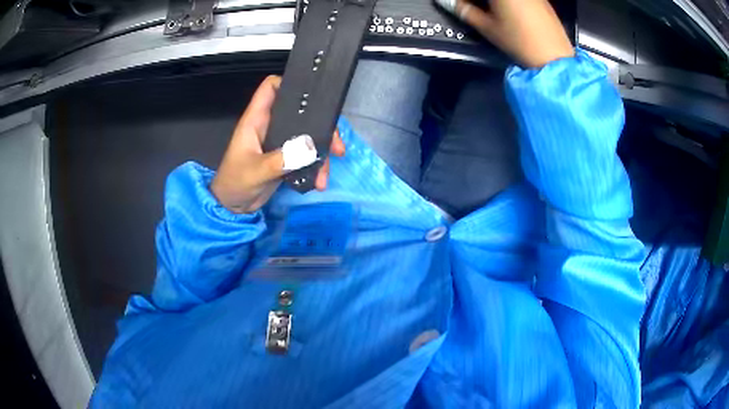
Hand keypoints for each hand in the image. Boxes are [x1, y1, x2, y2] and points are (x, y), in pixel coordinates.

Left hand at [210, 76, 344, 213]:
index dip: (290, 83)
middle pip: (301, 112)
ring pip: (308, 135)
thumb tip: (310, 148)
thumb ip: (280, 160)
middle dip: (322, 126)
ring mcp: (279, 142)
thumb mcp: (255, 172)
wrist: (233, 208)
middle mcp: (270, 125)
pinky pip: (306, 154)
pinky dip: (316, 166)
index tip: (314, 94)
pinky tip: (319, 181)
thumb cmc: (234, 183)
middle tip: (336, 145)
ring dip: (321, 152)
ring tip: (326, 173)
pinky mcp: (286, 157)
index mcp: (257, 119)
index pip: (272, 88)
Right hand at [436, 0, 573, 67]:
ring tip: (490, 10)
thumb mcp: (487, 27)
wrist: (554, 57)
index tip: (459, 4)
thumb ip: (464, 10)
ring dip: (493, 2)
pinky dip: (509, 2)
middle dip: (478, 0)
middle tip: (472, 6)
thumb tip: (445, 1)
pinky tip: (508, 11)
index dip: (464, 0)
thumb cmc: (518, 41)